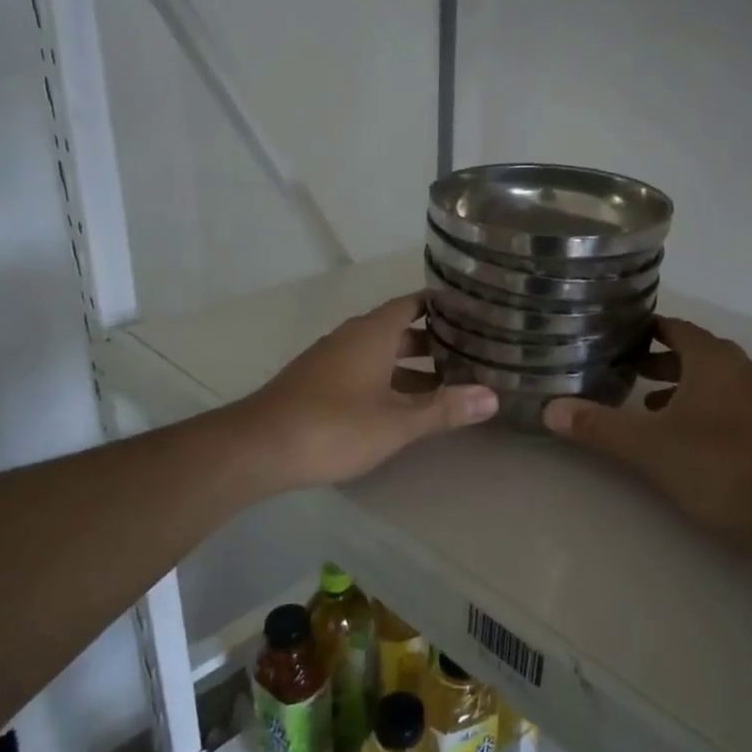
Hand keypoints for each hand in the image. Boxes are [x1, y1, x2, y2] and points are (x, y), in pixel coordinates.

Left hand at [236, 292, 497, 489]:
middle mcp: (352, 337)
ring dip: (410, 364)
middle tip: (469, 351)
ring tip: (446, 382)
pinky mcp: (317, 383)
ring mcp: (331, 360)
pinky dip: (387, 379)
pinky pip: (362, 369)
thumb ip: (444, 409)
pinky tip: (401, 404)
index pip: (413, 303)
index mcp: (373, 333)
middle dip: (432, 340)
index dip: (441, 305)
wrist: (258, 447)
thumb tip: (493, 397)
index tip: (472, 311)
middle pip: (398, 329)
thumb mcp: (397, 422)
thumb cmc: (334, 426)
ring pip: (379, 353)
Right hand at [543, 317, 751, 564]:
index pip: (675, 328)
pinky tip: (689, 438)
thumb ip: (599, 426)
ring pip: (717, 381)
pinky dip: (708, 409)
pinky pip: (734, 404)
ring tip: (650, 408)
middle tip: (627, 372)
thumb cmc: (716, 466)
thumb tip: (550, 409)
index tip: (618, 338)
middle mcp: (744, 368)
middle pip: (696, 354)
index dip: (646, 330)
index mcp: (715, 359)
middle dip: (661, 362)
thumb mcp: (648, 447)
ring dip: (684, 388)